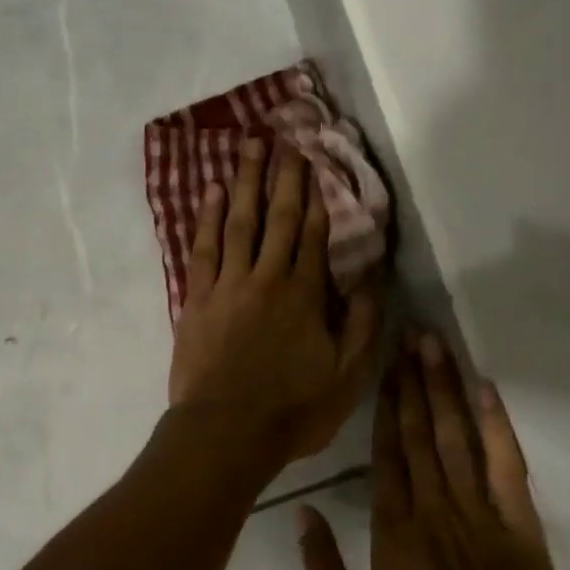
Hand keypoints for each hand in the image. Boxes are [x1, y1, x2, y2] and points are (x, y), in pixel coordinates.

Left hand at [168, 136, 381, 463]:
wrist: (225, 432)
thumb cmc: (292, 410)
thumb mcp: (347, 375)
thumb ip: (362, 323)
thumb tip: (372, 276)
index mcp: (304, 295)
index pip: (313, 234)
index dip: (316, 196)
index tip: (315, 161)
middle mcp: (266, 278)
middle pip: (277, 218)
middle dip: (283, 176)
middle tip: (284, 137)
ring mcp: (226, 285)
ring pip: (238, 222)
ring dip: (244, 182)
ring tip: (248, 146)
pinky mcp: (196, 299)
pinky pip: (203, 248)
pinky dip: (208, 218)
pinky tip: (211, 192)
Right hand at [299, 333, 569, 569]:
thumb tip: (301, 512)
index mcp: (394, 535)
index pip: (385, 454)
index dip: (384, 406)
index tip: (381, 365)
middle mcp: (436, 513)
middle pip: (421, 434)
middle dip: (414, 381)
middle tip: (409, 333)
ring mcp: (484, 518)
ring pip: (459, 438)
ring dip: (447, 389)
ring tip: (436, 347)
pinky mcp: (523, 530)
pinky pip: (508, 467)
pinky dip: (498, 426)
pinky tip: (487, 392)